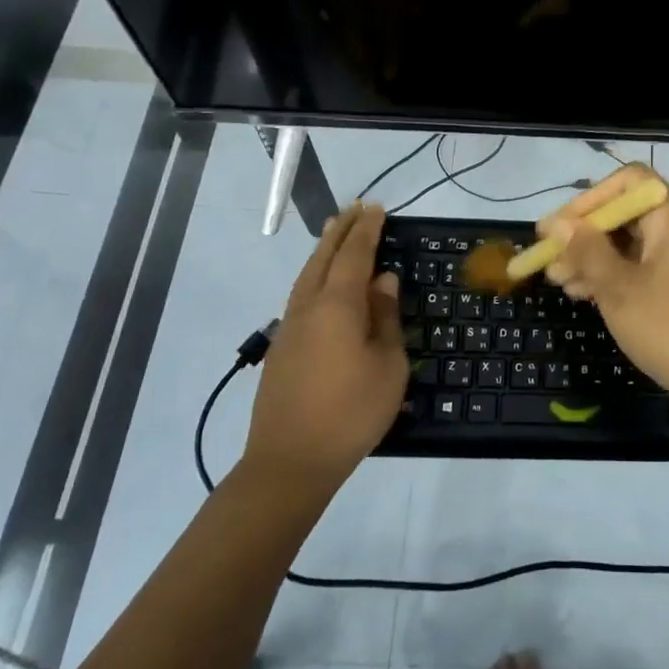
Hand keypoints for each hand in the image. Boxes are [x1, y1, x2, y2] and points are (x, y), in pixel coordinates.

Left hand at [243, 202, 407, 495]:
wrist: (290, 461)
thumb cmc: (351, 412)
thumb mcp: (387, 365)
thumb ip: (385, 318)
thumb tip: (383, 281)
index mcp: (338, 305)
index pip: (355, 254)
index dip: (367, 230)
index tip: (376, 207)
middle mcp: (309, 306)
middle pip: (324, 257)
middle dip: (341, 231)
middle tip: (355, 209)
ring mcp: (290, 327)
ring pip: (307, 274)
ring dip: (323, 250)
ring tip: (335, 233)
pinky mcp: (281, 348)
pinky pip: (301, 294)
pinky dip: (315, 274)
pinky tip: (322, 283)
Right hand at [534, 166, 668, 417]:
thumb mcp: (619, 289)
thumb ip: (587, 250)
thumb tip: (557, 223)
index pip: (630, 181)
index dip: (591, 198)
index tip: (560, 227)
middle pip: (628, 215)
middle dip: (585, 234)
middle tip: (550, 259)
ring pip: (633, 246)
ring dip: (595, 258)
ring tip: (559, 282)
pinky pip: (645, 269)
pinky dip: (616, 276)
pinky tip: (586, 296)